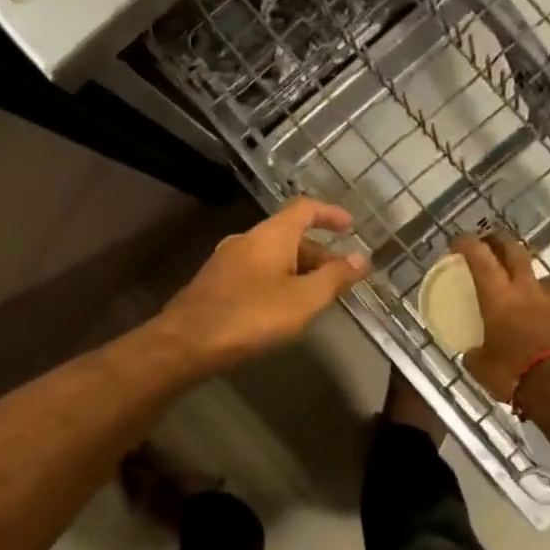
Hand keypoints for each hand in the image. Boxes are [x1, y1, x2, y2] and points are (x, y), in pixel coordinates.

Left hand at [157, 198, 369, 371]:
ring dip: (298, 268)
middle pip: (289, 234)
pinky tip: (282, 306)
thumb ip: (335, 277)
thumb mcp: (304, 300)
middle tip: (340, 277)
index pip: (305, 208)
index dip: (330, 213)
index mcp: (271, 235)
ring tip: (315, 295)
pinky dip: (277, 279)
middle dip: (318, 252)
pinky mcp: (215, 281)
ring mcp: (227, 259)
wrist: (188, 341)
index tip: (350, 226)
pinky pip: (256, 270)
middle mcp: (247, 239)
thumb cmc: (252, 315)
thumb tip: (362, 257)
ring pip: (272, 255)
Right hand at [453, 234, 549, 400]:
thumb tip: (472, 354)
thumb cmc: (514, 374)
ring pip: (541, 277)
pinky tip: (541, 324)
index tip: (457, 242)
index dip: (467, 244)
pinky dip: (545, 310)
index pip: (480, 258)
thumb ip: (475, 354)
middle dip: (500, 242)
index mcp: (499, 297)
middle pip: (515, 252)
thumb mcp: (481, 368)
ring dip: (528, 277)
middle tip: (489, 243)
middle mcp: (527, 291)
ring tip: (520, 287)